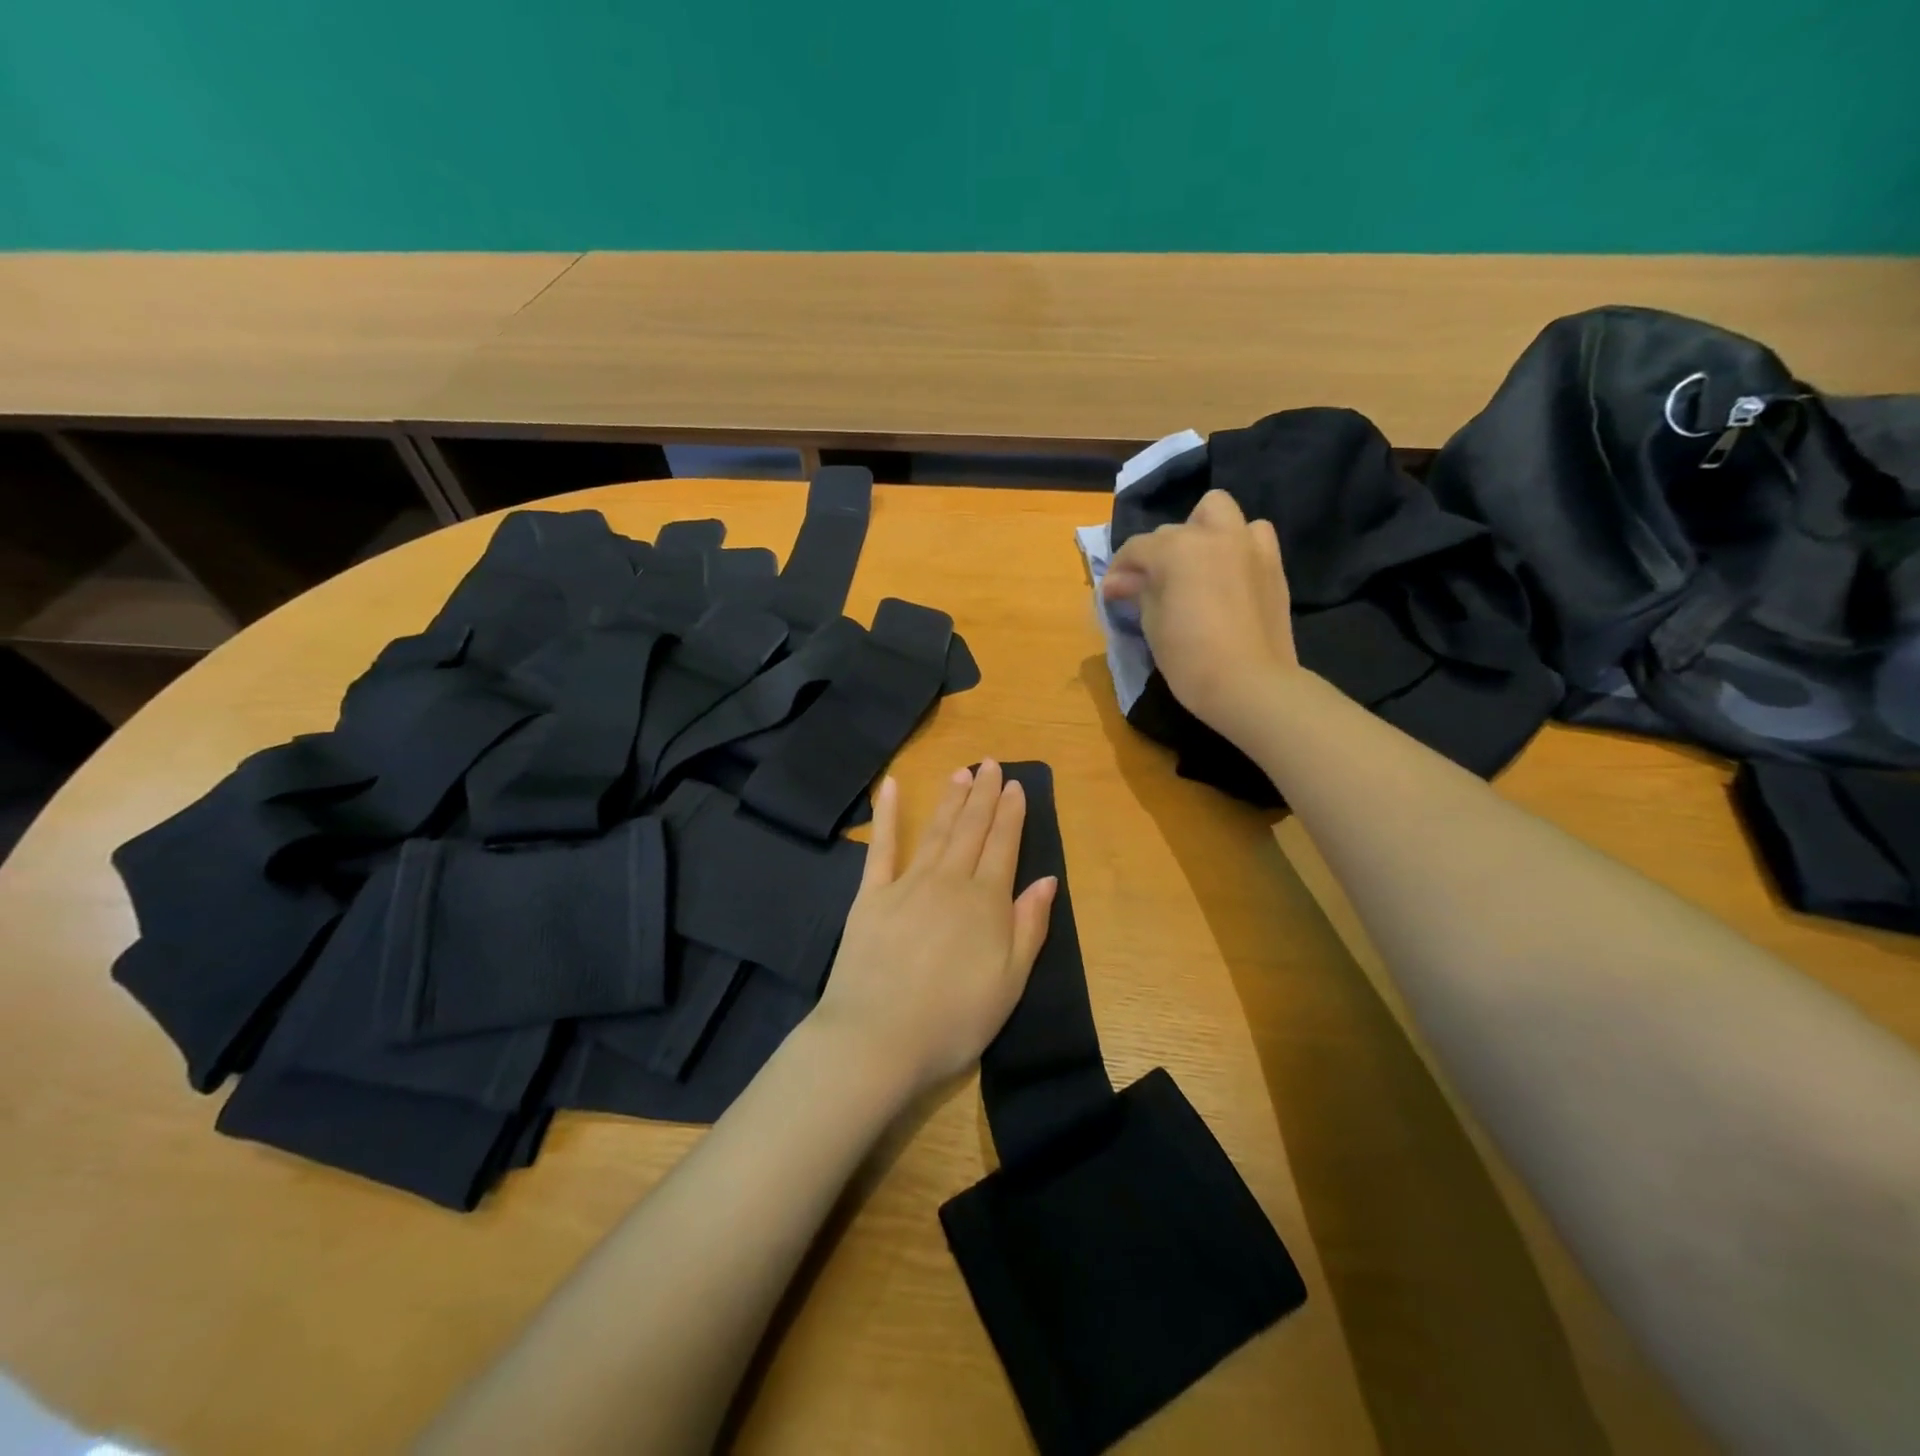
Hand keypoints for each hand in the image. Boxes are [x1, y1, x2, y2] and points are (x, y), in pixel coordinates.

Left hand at [810, 762, 1057, 1096]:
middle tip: (990, 764)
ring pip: (936, 832)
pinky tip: (891, 787)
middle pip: (971, 830)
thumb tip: (1048, 880)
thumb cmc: (953, 1020)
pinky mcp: (870, 896)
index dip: (1011, 814)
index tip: (1015, 785)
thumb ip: (1029, 927)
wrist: (877, 1040)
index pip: (1003, 846)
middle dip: (983, 795)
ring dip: (950, 800)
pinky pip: (881, 847)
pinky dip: (887, 815)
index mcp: (985, 902)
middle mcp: (949, 882)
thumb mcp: (1009, 983)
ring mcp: (907, 884)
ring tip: (961, 773)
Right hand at [1102, 489, 1300, 737]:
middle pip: (1174, 531)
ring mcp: (1248, 545)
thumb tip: (1119, 582)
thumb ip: (1138, 592)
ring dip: (1201, 531)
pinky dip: (1235, 545)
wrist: (1250, 684)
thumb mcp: (1152, 624)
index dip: (1120, 570)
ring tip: (1195, 566)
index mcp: (1177, 548)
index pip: (1137, 548)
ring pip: (1218, 513)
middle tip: (1152, 586)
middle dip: (1158, 553)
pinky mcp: (1272, 564)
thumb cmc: (1189, 657)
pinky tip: (1226, 574)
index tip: (1112, 593)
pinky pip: (1252, 536)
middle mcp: (1214, 535)